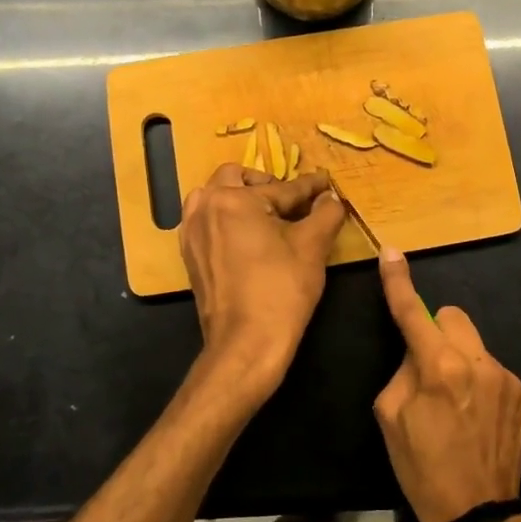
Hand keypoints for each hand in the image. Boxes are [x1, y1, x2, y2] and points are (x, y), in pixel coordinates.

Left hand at [178, 164, 345, 400]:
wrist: (246, 343)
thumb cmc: (281, 290)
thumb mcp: (313, 246)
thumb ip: (325, 213)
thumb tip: (330, 197)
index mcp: (233, 199)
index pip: (281, 187)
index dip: (310, 187)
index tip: (326, 183)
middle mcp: (204, 207)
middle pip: (236, 178)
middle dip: (266, 183)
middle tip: (291, 201)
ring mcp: (192, 232)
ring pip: (214, 196)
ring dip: (240, 197)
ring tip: (267, 216)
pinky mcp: (190, 255)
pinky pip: (207, 220)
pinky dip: (226, 218)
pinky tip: (248, 237)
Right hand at [372, 247, 520, 521]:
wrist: (476, 514)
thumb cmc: (422, 468)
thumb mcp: (390, 417)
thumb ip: (403, 371)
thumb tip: (417, 352)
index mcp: (440, 367)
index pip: (414, 312)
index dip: (398, 282)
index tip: (392, 253)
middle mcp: (479, 362)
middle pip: (453, 316)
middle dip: (436, 331)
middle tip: (426, 368)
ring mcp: (507, 378)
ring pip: (474, 344)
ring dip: (459, 359)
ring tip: (454, 403)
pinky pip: (492, 370)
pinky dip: (479, 381)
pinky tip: (476, 417)